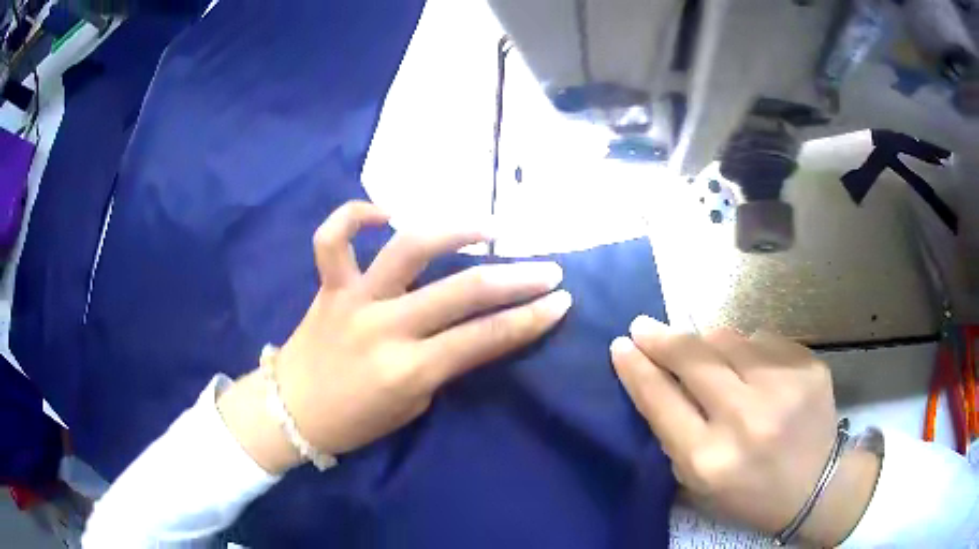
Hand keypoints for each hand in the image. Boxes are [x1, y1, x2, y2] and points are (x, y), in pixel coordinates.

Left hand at [219, 201, 571, 473]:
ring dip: (454, 230)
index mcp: (408, 370)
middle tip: (549, 269)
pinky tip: (388, 212)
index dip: (530, 319)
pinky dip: (356, 216)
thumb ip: (443, 363)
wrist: (291, 412)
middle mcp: (384, 327)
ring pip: (408, 249)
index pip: (484, 338)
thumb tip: (472, 327)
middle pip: (462, 292)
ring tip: (489, 227)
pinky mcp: (328, 285)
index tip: (562, 302)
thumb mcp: (414, 405)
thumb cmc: (356, 421)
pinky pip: (333, 239)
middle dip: (517, 278)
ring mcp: (353, 299)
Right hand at [610, 318, 879, 546]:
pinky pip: (763, 339)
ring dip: (709, 343)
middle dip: (662, 338)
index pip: (661, 400)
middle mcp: (745, 419)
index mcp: (709, 459)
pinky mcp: (809, 366)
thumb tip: (655, 376)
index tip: (621, 344)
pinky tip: (754, 369)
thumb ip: (674, 433)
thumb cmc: (748, 492)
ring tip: (709, 356)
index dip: (636, 369)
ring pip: (728, 338)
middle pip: (692, 358)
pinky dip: (749, 349)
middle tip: (644, 325)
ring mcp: (782, 387)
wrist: (816, 486)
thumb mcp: (698, 482)